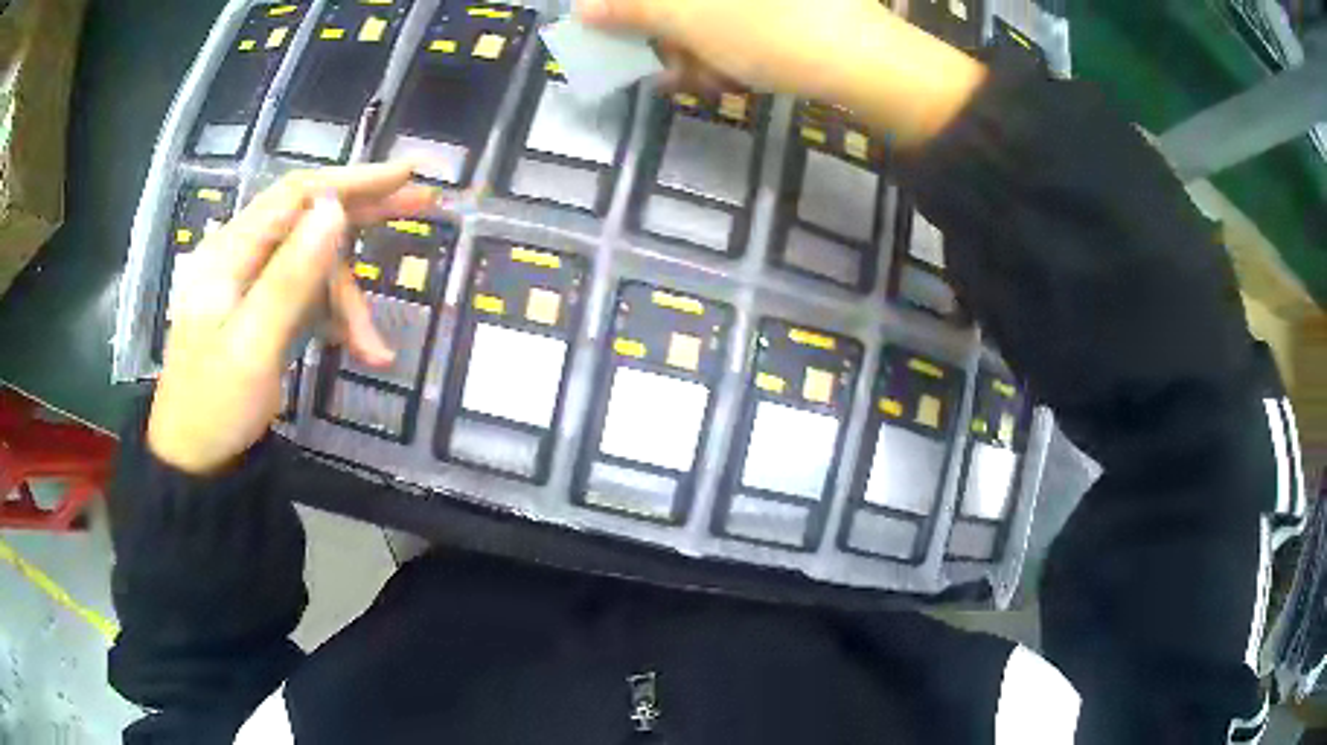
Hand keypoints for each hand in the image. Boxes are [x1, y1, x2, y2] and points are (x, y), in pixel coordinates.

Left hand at [147, 163, 437, 474]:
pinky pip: (310, 296)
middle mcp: (243, 255)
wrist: (195, 458)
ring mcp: (254, 283)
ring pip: (316, 267)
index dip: (352, 178)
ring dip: (350, 302)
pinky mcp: (264, 308)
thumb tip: (335, 208)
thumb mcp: (253, 345)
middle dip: (366, 214)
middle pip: (311, 217)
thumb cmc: (215, 405)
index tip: (406, 172)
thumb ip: (291, 276)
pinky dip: (336, 319)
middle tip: (424, 203)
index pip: (297, 194)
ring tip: (375, 350)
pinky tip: (358, 348)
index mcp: (231, 251)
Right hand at [580, 0, 985, 144]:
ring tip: (708, 80)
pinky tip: (732, 76)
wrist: (870, 64)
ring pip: (710, 13)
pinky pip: (741, 24)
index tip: (620, 32)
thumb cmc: (770, 30)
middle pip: (682, 3)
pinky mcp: (792, 12)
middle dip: (666, 31)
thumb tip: (583, 7)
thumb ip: (631, 9)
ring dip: (695, 48)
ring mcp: (772, 1)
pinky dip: (728, 48)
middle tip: (668, 65)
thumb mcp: (688, 19)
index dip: (632, 10)